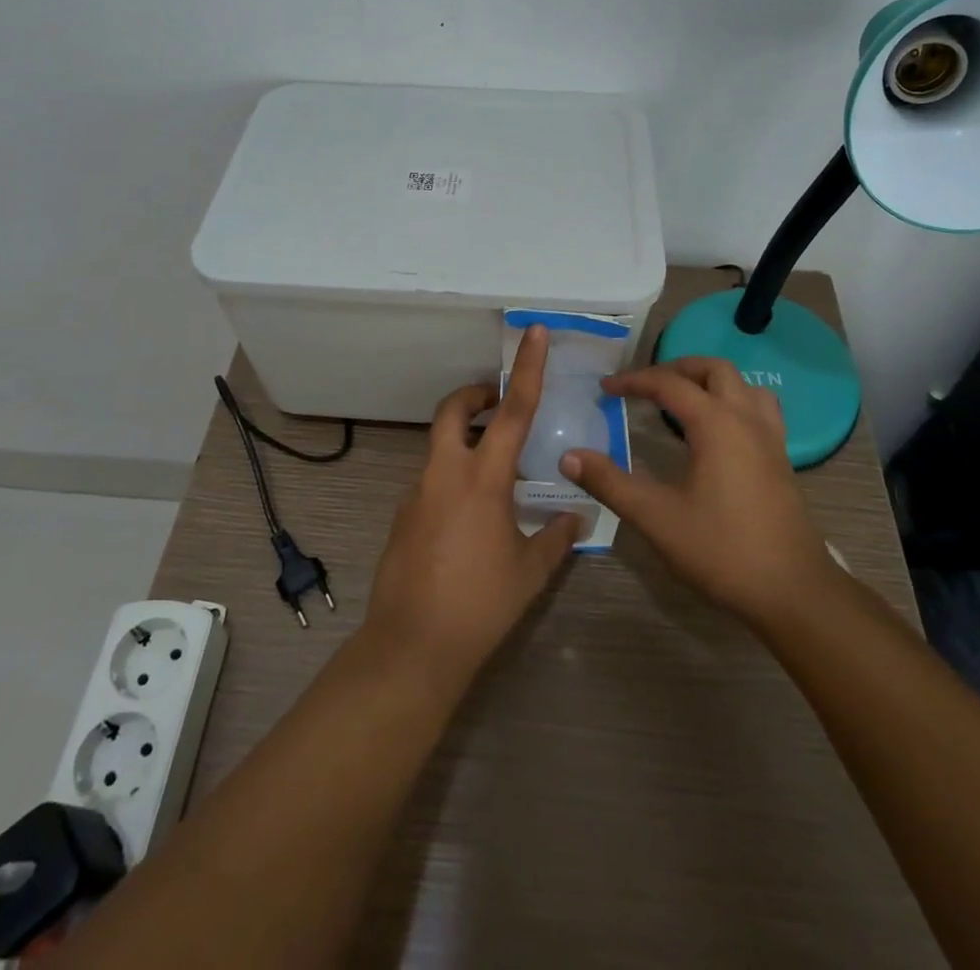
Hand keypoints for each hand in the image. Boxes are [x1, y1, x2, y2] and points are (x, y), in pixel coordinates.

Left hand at [364, 325, 580, 685]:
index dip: (526, 369)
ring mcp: (417, 492)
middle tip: (498, 406)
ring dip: (466, 442)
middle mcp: (444, 473)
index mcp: (482, 478)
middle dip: (474, 396)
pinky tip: (472, 519)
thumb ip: (555, 537)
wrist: (412, 646)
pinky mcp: (403, 514)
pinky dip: (453, 478)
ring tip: (498, 477)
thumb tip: (577, 517)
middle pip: (453, 410)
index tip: (534, 333)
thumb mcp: (529, 570)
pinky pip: (431, 479)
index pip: (511, 410)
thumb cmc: (480, 604)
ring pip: (440, 446)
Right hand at [562, 356, 836, 634]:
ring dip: (710, 381)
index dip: (634, 381)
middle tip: (646, 385)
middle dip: (676, 368)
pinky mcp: (781, 460)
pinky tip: (716, 432)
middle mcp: (746, 420)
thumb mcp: (656, 517)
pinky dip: (732, 402)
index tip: (606, 388)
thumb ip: (610, 483)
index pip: (669, 384)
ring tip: (682, 399)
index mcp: (716, 424)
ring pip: (743, 385)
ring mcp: (770, 439)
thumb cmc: (722, 550)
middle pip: (714, 370)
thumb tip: (568, 456)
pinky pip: (759, 409)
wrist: (794, 591)